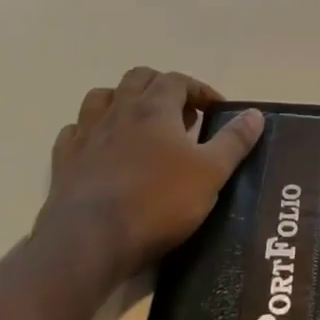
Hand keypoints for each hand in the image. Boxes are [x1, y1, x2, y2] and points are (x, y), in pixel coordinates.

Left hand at [34, 67, 265, 281]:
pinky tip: (101, 148)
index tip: (216, 111)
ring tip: (140, 125)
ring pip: (101, 97)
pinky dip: (90, 132)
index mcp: (154, 108)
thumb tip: (255, 114)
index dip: (200, 90)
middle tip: (181, 116)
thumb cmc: (158, 202)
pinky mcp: (64, 162)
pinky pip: (74, 133)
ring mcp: (86, 135)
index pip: (178, 80)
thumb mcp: (211, 173)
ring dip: (122, 101)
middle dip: (162, 88)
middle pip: (138, 78)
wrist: (90, 241)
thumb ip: (234, 141)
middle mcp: (118, 111)